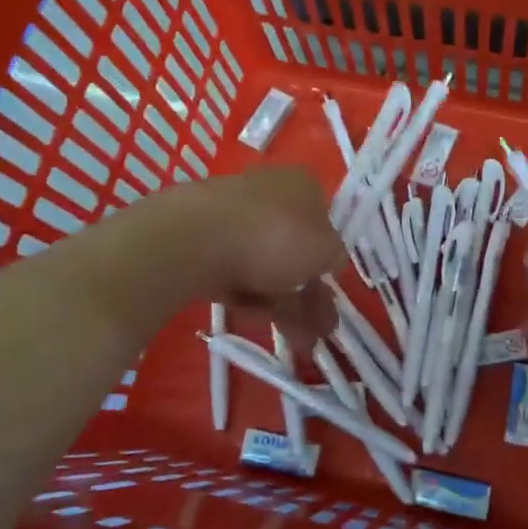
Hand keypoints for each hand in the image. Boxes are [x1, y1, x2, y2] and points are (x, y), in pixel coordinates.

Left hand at [72, 166, 346, 346]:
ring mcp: (231, 217)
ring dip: (289, 307)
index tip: (332, 287)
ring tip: (300, 344)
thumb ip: (335, 256)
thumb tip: (330, 260)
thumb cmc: (274, 235)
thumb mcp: (325, 249)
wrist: (192, 239)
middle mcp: (267, 193)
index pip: (323, 218)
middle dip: (311, 294)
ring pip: (266, 265)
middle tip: (322, 330)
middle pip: (294, 248)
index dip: (329, 255)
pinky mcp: (201, 243)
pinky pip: (236, 274)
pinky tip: (261, 323)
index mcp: (300, 184)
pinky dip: (253, 299)